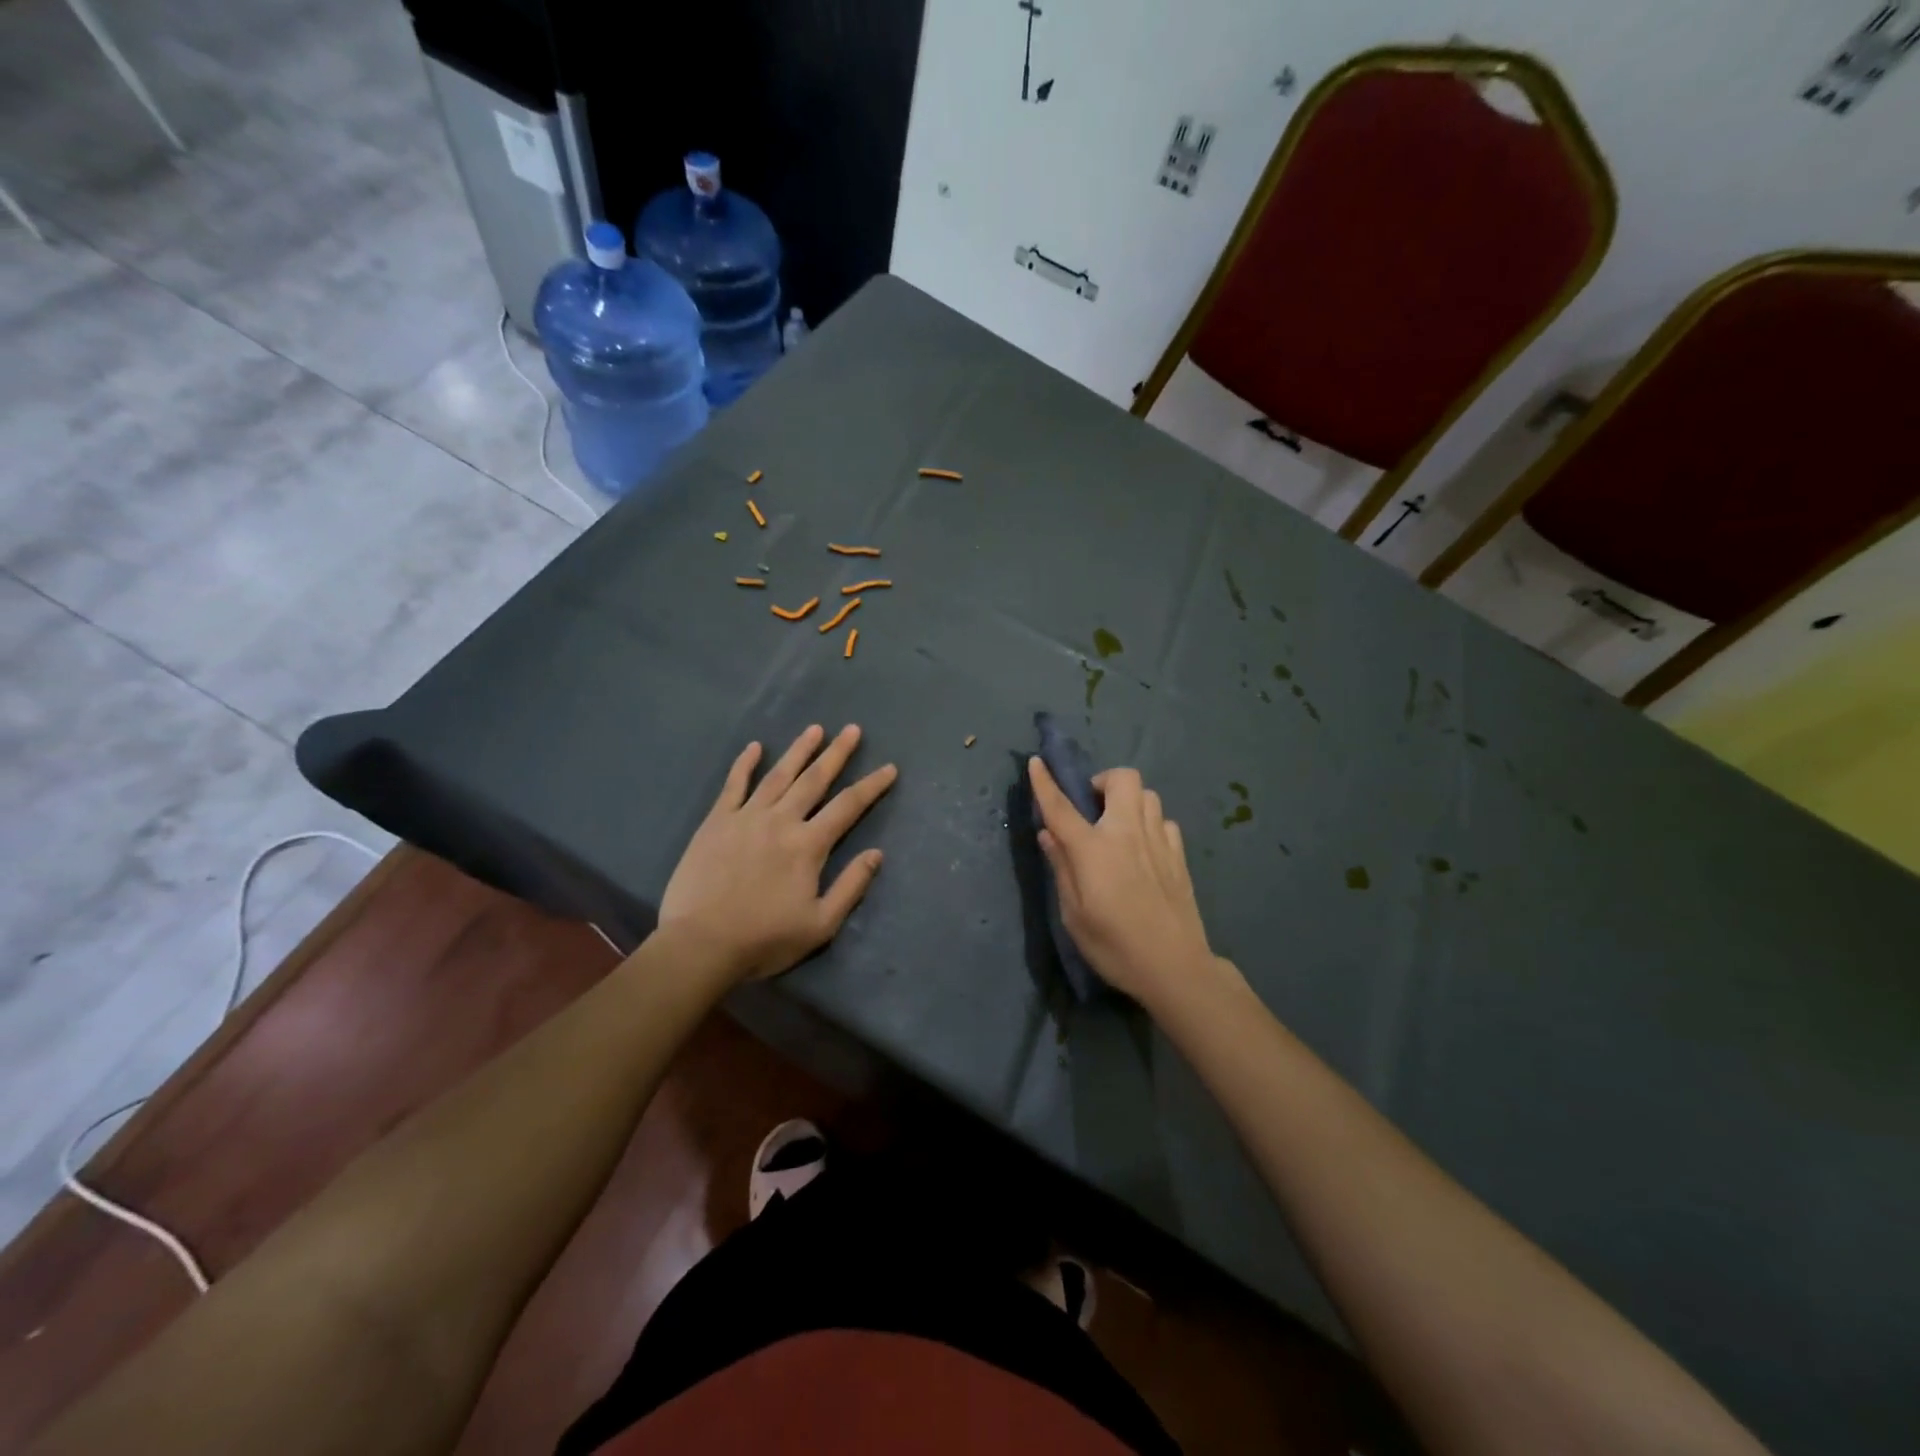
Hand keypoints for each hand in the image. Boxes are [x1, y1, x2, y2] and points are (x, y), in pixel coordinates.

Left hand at [659, 725, 897, 982]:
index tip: (889, 768)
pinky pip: (734, 785)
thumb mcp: (820, 924)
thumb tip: (876, 854)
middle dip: (837, 753)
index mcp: (808, 845)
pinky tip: (754, 747)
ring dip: (799, 750)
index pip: (848, 806)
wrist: (701, 945)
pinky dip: (745, 764)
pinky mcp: (716, 822)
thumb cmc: (764, 939)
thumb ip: (851, 887)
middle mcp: (781, 821)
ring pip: (778, 775)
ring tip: (815, 729)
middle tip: (852, 729)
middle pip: (815, 779)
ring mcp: (746, 817)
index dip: (871, 785)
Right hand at [1028, 757, 1228, 1009]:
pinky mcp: (1179, 854)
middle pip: (1122, 778)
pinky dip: (1150, 823)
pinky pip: (1163, 820)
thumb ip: (1061, 867)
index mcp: (1094, 849)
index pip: (1061, 806)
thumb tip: (1048, 834)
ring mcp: (1158, 840)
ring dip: (1128, 801)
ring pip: (1147, 794)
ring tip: (1118, 827)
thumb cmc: (1115, 946)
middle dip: (1103, 782)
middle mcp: (1127, 833)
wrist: (1175, 967)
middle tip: (1092, 808)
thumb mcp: (1074, 914)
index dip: (1045, 782)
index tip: (1036, 762)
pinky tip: (1143, 848)